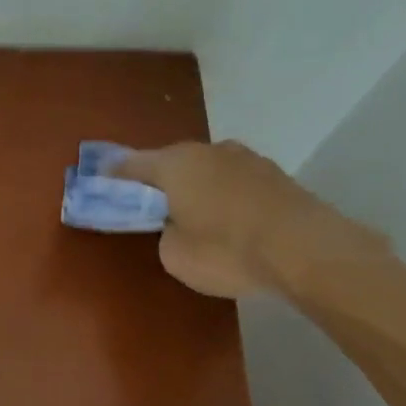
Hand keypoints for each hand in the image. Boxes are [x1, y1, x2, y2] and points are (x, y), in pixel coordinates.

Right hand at [112, 140, 388, 297]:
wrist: (304, 249)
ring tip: (194, 212)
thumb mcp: (175, 255)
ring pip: (208, 169)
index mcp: (175, 164)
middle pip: (173, 162)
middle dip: (160, 179)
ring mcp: (246, 158)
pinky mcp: (275, 175)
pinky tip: (230, 218)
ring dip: (197, 185)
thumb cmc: (226, 251)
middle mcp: (209, 150)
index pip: (133, 164)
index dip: (115, 174)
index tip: (102, 178)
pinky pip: (235, 181)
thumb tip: (177, 225)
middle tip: (151, 201)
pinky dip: (225, 195)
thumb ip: (165, 234)